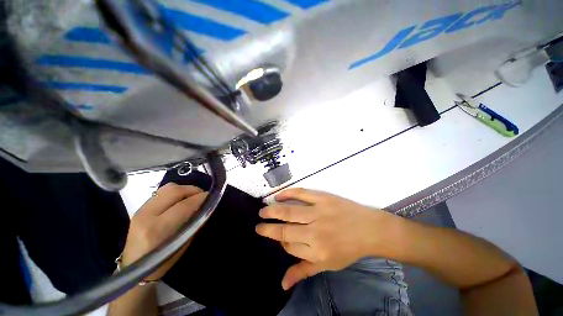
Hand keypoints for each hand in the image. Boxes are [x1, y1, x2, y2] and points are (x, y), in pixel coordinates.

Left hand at [121, 183, 207, 280]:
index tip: (211, 196)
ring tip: (192, 195)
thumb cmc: (162, 261)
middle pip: (174, 191)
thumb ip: (194, 222)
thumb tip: (206, 206)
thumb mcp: (183, 244)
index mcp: (157, 229)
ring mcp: (141, 210)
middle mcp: (147, 215)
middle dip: (193, 190)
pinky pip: (161, 192)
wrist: (135, 268)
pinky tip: (180, 199)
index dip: (201, 198)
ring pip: (167, 188)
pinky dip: (175, 192)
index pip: (184, 205)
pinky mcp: (140, 208)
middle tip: (203, 195)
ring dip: (184, 189)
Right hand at [256, 188, 401, 289]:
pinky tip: (278, 196)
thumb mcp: (328, 265)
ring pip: (289, 211)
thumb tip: (282, 284)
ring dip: (273, 211)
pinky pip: (301, 194)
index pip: (289, 246)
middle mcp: (315, 233)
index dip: (280, 240)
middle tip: (258, 224)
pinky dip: (288, 194)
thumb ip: (303, 271)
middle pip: (285, 230)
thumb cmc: (348, 249)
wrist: (369, 229)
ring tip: (262, 211)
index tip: (276, 236)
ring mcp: (318, 212)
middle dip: (268, 228)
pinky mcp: (323, 198)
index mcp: (316, 252)